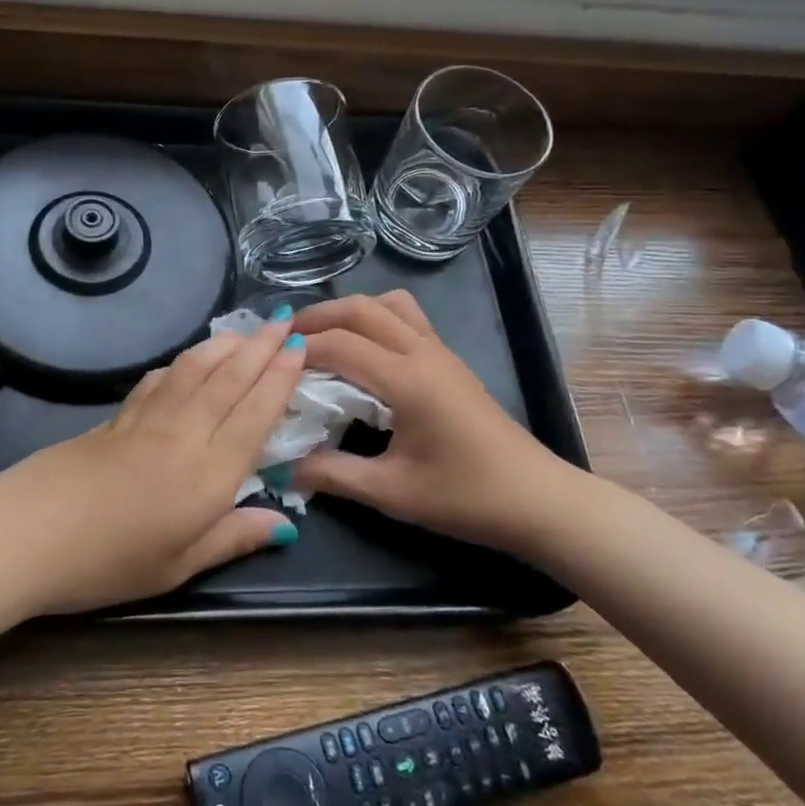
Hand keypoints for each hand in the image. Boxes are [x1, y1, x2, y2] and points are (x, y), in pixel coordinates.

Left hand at [0, 315, 306, 625]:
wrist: (28, 534)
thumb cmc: (109, 562)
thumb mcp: (178, 566)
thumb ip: (233, 538)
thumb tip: (285, 523)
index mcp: (208, 473)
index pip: (255, 413)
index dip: (280, 378)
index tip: (300, 348)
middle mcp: (183, 433)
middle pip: (229, 379)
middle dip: (261, 347)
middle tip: (285, 322)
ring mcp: (146, 419)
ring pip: (194, 369)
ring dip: (224, 345)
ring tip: (246, 331)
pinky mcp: (116, 416)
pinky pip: (159, 378)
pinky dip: (182, 362)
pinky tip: (187, 361)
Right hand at [290, 292, 583, 551]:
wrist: (537, 500)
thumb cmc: (465, 497)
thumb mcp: (391, 492)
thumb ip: (332, 475)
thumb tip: (283, 467)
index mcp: (407, 379)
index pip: (341, 344)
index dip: (300, 348)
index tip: (268, 362)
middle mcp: (423, 353)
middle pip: (363, 308)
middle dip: (319, 316)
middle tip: (285, 338)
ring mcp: (441, 353)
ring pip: (390, 304)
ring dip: (352, 311)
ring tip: (324, 337)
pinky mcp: (451, 362)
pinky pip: (407, 319)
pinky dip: (375, 320)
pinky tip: (363, 353)